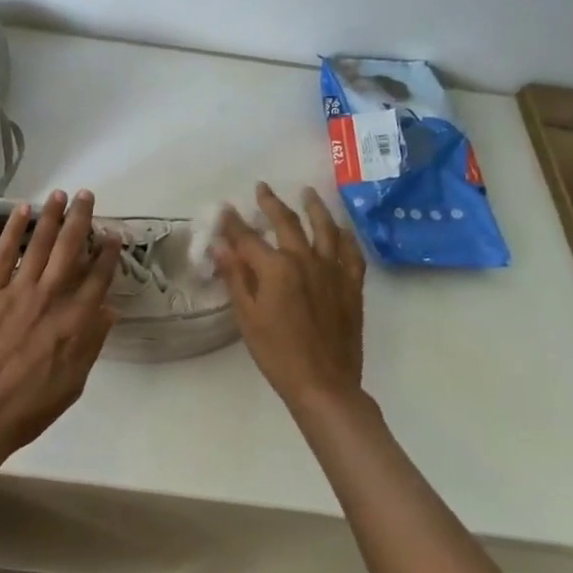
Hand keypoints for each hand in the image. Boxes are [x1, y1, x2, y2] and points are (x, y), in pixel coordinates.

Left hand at [0, 189, 120, 467]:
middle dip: (81, 220)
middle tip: (88, 196)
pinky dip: (14, 229)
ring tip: (61, 194)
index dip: (107, 252)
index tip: (113, 234)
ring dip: (52, 216)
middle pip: (70, 249)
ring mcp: (17, 292)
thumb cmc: (28, 408)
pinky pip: (3, 253)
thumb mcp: (73, 382)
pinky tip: (23, 210)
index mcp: (75, 322)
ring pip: (39, 244)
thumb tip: (108, 310)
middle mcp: (50, 298)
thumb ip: (91, 343)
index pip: (97, 277)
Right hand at [213, 183, 367, 417]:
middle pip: (287, 223)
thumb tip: (220, 244)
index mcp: (276, 268)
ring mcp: (333, 271)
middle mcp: (306, 260)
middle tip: (262, 188)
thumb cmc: (277, 353)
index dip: (233, 222)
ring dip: (314, 207)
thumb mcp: (247, 316)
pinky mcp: (352, 286)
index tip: (224, 208)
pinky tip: (341, 229)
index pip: (248, 238)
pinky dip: (345, 237)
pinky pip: (351, 253)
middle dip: (271, 203)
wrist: (324, 384)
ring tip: (308, 192)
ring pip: (325, 229)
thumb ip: (235, 276)